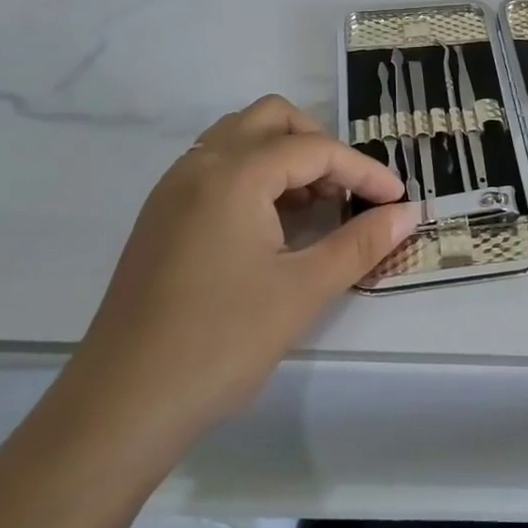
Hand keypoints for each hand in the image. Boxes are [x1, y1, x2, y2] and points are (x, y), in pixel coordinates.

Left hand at [70, 95, 414, 447]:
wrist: (118, 408)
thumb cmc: (218, 343)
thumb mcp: (301, 292)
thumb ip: (360, 243)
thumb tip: (409, 212)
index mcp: (234, 174)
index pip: (314, 149)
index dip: (363, 170)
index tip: (397, 199)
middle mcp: (200, 165)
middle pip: (272, 119)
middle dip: (318, 144)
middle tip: (346, 191)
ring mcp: (174, 188)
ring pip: (240, 138)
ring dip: (283, 156)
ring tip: (313, 206)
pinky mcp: (161, 215)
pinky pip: (216, 166)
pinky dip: (253, 174)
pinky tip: (271, 224)